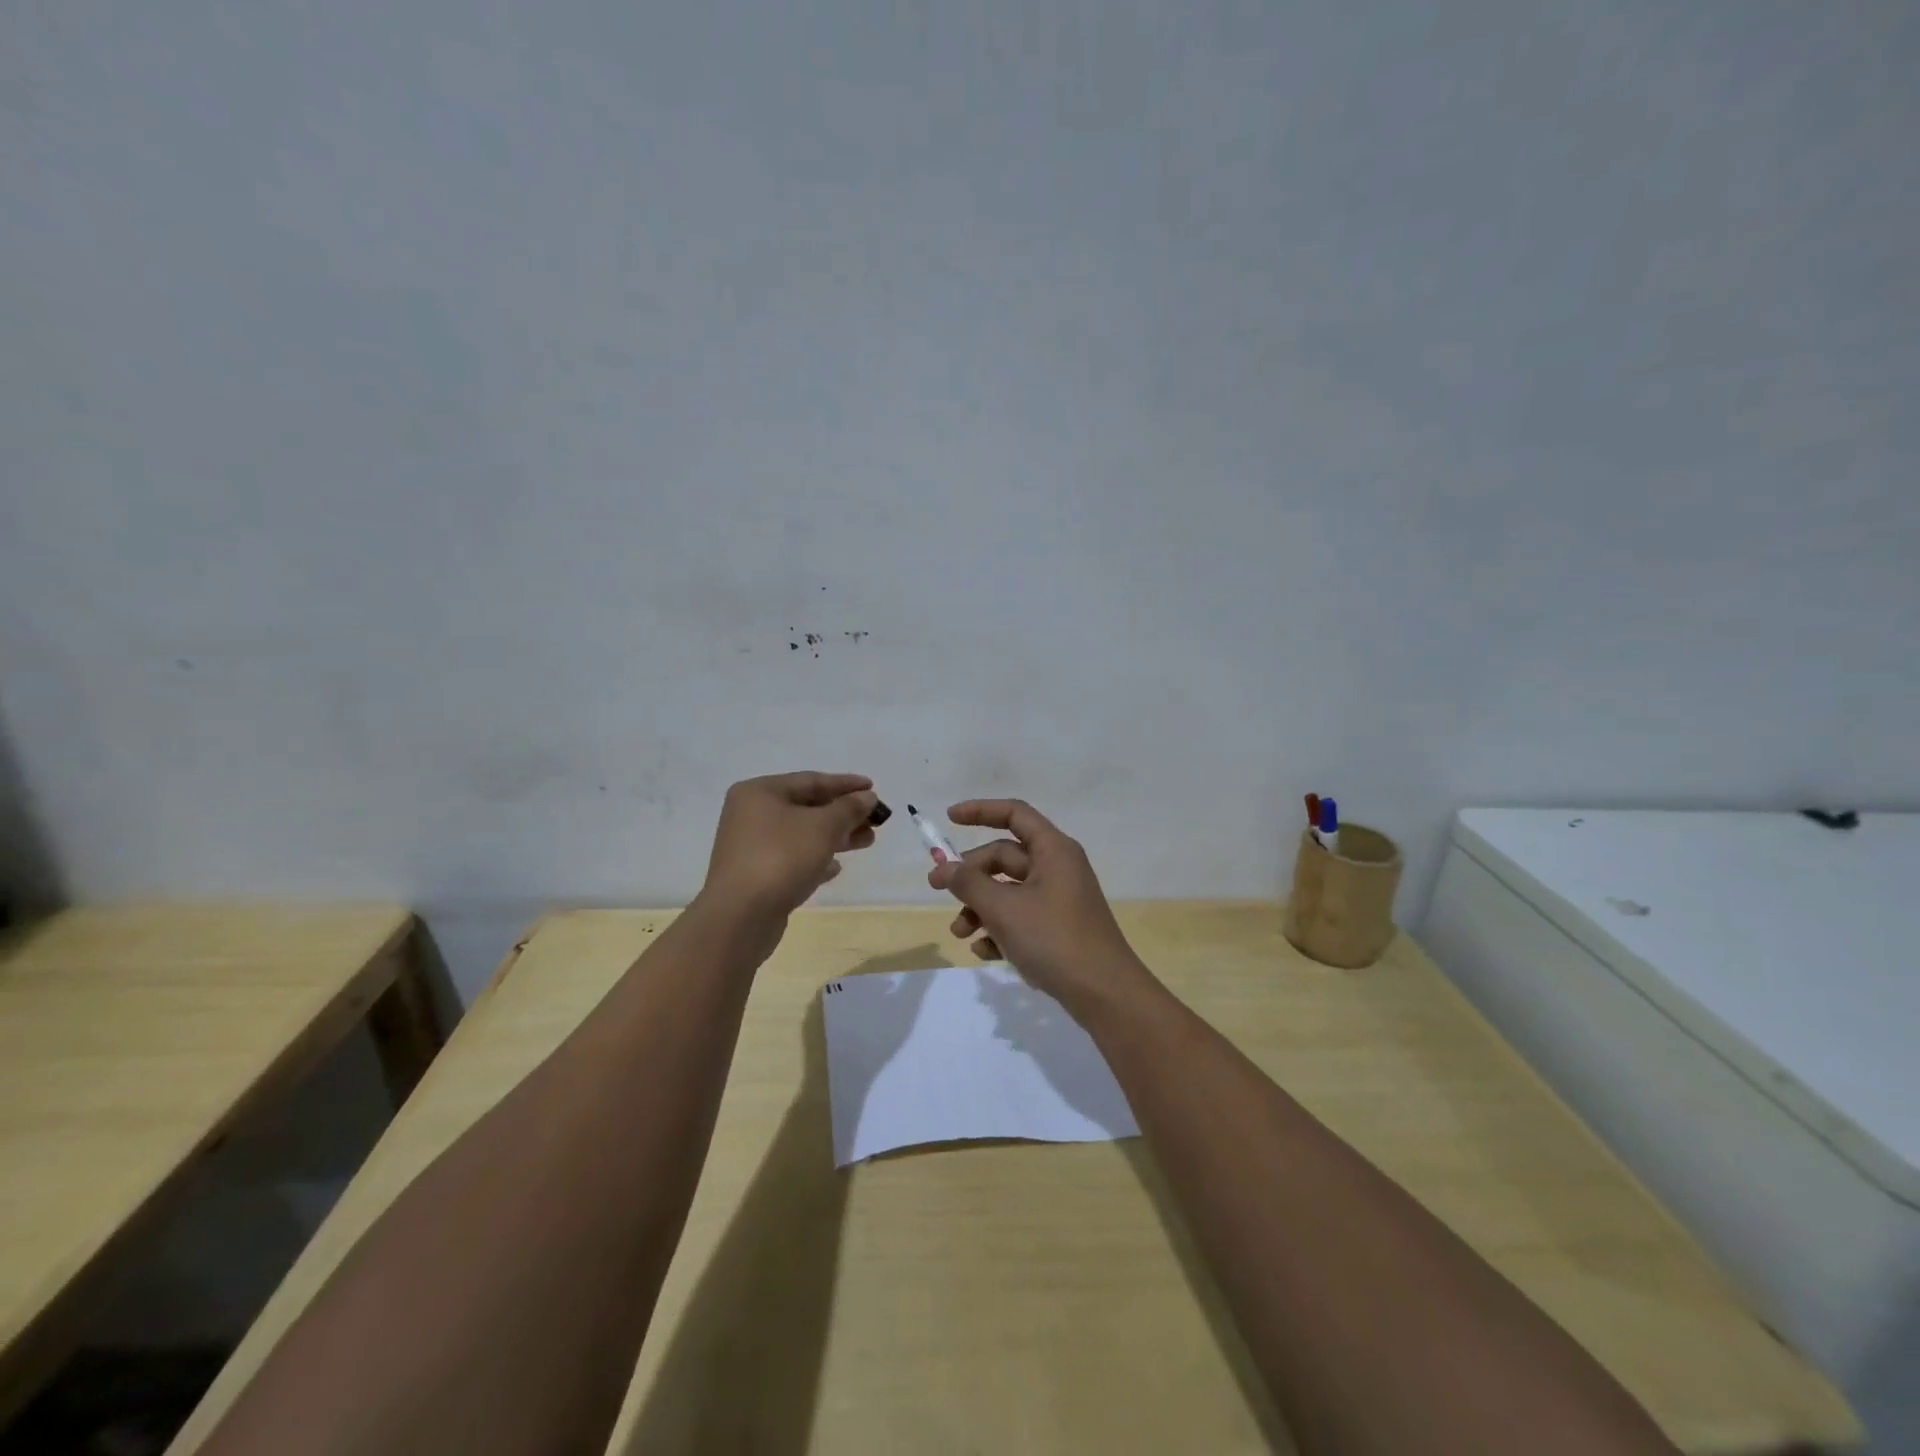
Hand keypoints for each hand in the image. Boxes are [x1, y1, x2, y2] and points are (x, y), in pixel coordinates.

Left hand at [698, 772, 879, 920]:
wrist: (740, 916)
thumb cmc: (781, 858)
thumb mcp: (823, 827)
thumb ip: (849, 808)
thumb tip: (867, 797)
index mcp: (759, 792)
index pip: (810, 780)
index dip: (845, 784)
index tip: (873, 788)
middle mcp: (750, 814)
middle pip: (806, 808)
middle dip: (843, 814)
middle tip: (874, 821)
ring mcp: (750, 847)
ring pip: (801, 835)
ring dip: (835, 837)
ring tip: (867, 841)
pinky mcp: (755, 875)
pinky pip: (791, 859)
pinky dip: (815, 859)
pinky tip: (836, 868)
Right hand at [928, 799, 1152, 1018]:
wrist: (1104, 994)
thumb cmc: (1054, 939)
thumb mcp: (1004, 909)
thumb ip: (969, 884)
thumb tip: (944, 868)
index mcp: (1053, 850)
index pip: (1014, 813)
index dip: (980, 811)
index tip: (949, 819)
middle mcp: (1057, 868)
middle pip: (1004, 857)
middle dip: (970, 875)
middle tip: (937, 889)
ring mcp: (1058, 900)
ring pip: (1008, 891)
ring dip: (980, 907)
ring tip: (961, 933)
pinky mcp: (1057, 929)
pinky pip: (1020, 918)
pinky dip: (999, 930)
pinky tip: (985, 952)